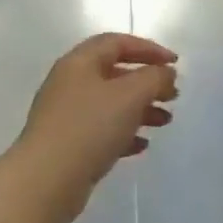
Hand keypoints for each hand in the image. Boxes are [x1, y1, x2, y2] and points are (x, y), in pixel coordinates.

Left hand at [17, 33, 178, 215]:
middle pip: (115, 73)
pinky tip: (142, 145)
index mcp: (80, 63)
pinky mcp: (68, 143)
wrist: (46, 179)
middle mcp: (70, 83)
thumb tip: (165, 73)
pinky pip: (101, 130)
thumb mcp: (130, 96)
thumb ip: (154, 78)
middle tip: (173, 96)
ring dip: (141, 109)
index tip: (176, 63)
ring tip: (165, 121)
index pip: (117, 43)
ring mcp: (66, 115)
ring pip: (110, 104)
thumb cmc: (89, 127)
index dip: (149, 49)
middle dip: (147, 82)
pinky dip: (124, 133)